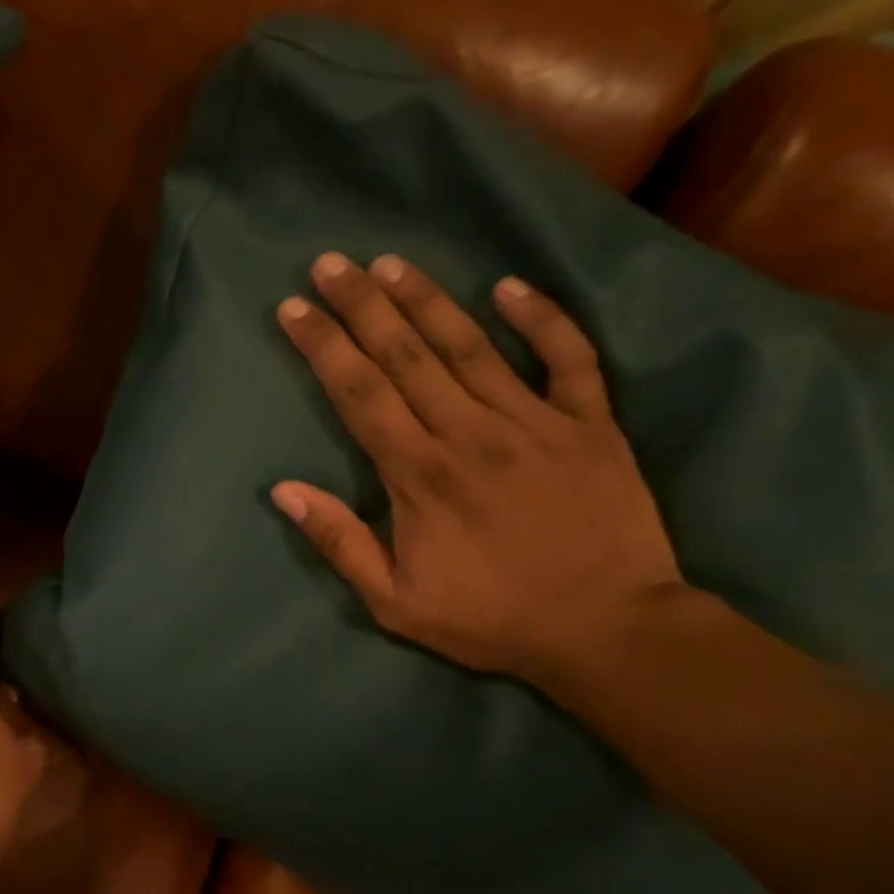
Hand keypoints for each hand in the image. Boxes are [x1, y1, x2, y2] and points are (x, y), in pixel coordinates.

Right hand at [271, 252, 682, 682]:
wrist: (609, 631)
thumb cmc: (491, 619)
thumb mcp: (394, 603)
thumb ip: (340, 542)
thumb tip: (284, 491)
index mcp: (419, 475)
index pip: (359, 394)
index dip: (323, 346)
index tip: (294, 308)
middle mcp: (470, 433)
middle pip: (405, 355)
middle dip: (362, 305)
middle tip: (331, 262)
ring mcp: (536, 422)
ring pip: (471, 345)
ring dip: (428, 299)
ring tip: (391, 262)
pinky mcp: (591, 425)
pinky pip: (568, 359)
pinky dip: (543, 319)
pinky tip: (511, 286)